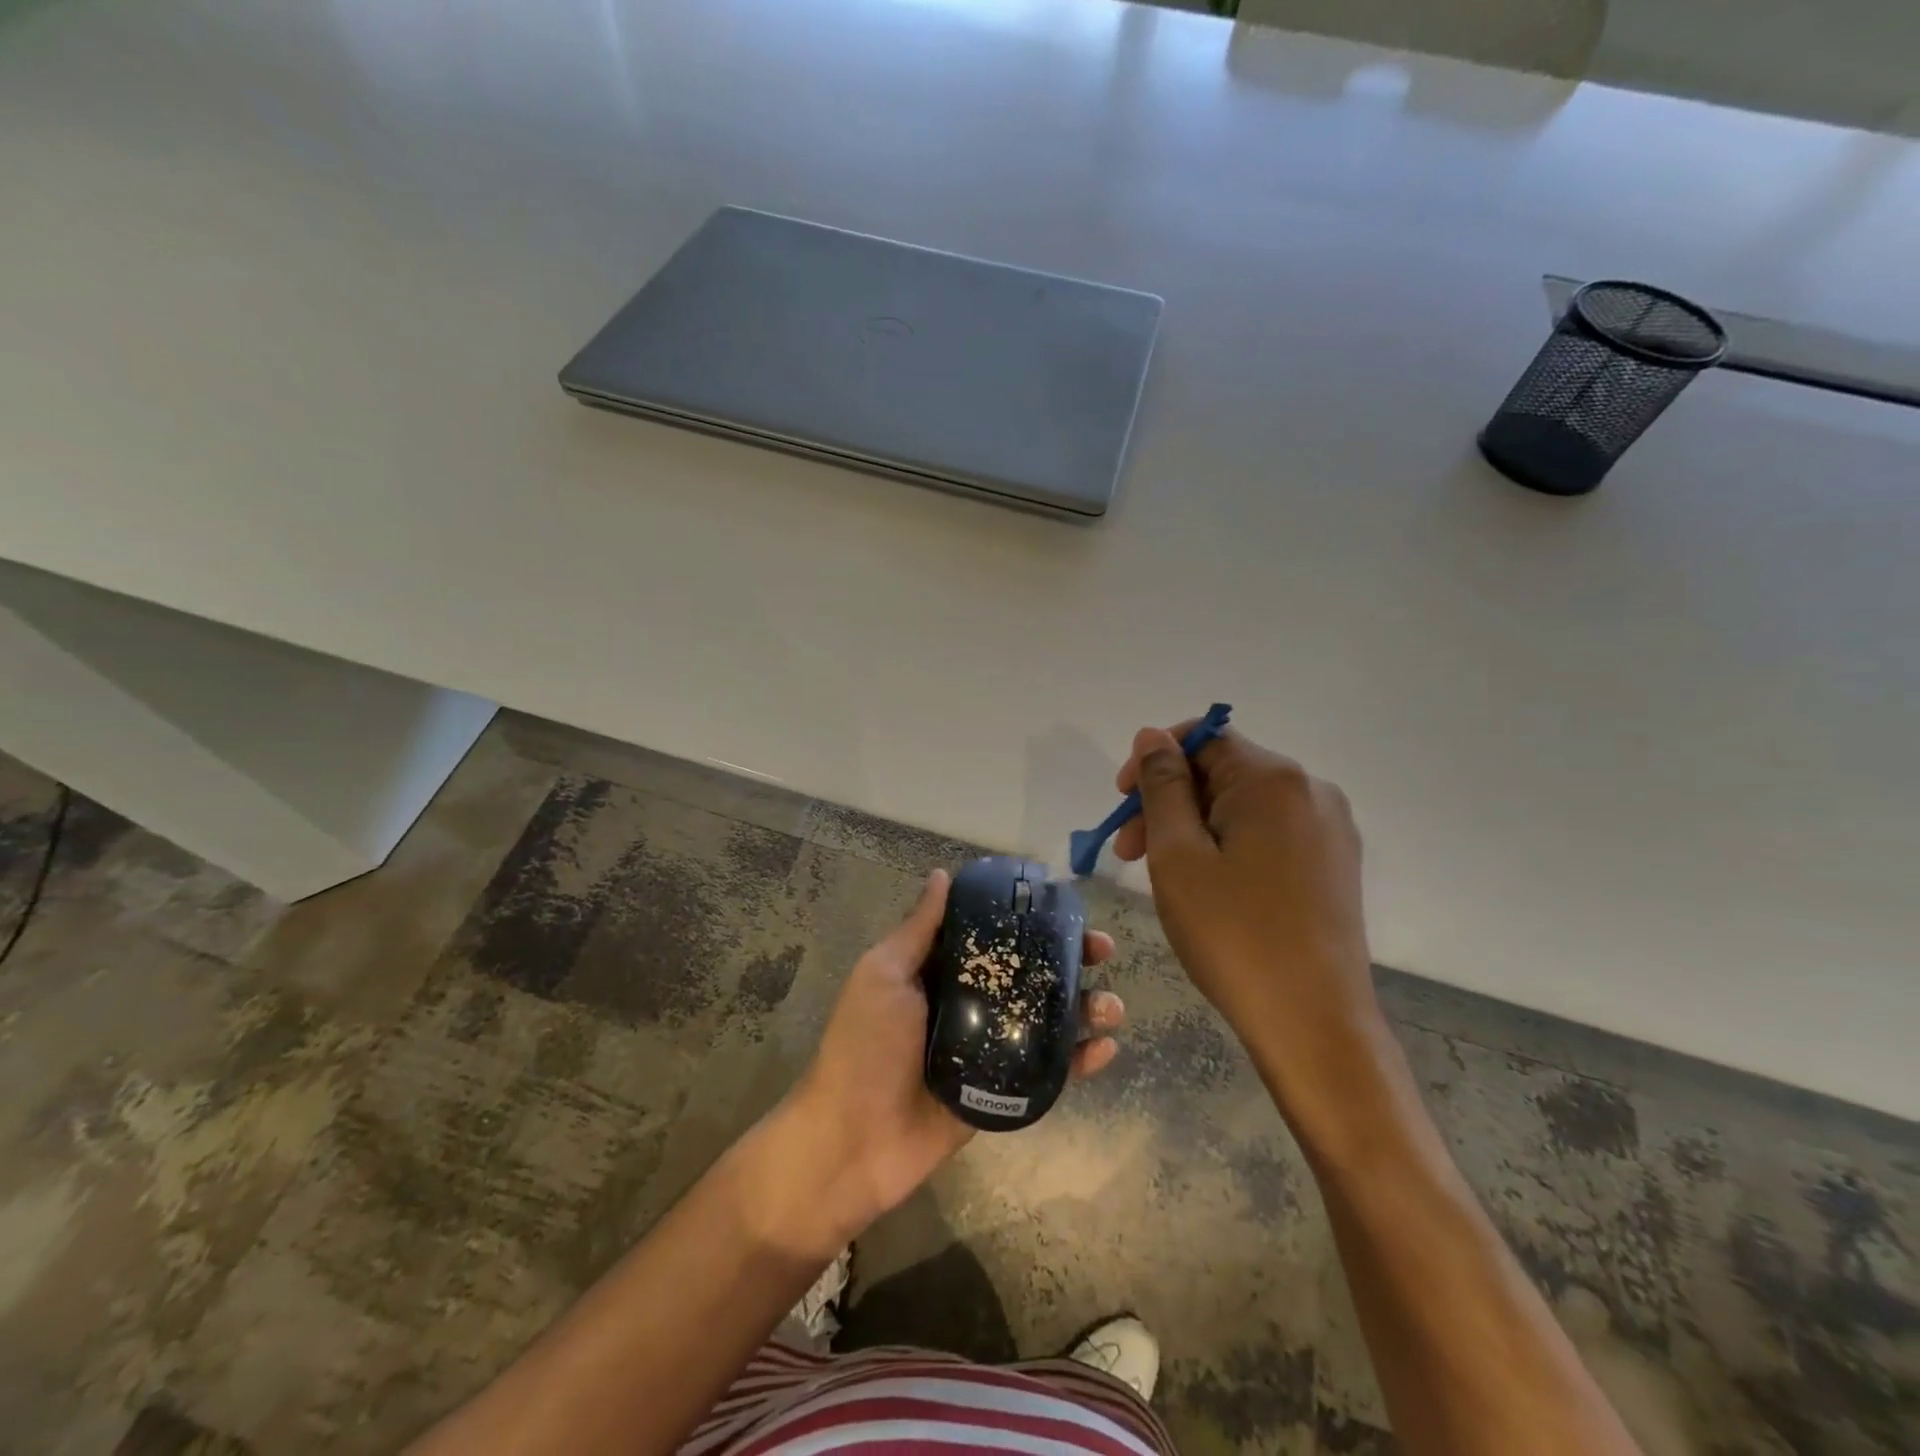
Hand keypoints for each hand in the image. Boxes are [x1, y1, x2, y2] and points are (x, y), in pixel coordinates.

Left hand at [792, 870, 1123, 1240]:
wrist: (853, 1142)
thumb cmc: (864, 1047)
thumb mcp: (884, 976)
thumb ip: (919, 929)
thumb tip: (942, 875)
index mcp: (942, 972)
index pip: (995, 937)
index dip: (1031, 920)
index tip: (1065, 907)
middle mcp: (970, 1004)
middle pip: (1030, 974)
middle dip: (1069, 960)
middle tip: (1101, 951)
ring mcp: (990, 1049)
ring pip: (1047, 1021)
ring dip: (1085, 1009)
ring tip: (1111, 1006)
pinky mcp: (1002, 1092)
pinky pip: (1048, 1071)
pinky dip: (1080, 1061)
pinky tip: (1106, 1049)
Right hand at [1112, 726, 1380, 1109]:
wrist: (1314, 1023)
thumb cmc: (1233, 935)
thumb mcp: (1178, 856)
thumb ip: (1163, 786)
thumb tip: (1152, 735)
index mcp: (1274, 780)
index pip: (1204, 738)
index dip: (1154, 760)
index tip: (1121, 802)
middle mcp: (1311, 790)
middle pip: (1223, 772)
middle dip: (1169, 801)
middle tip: (1128, 852)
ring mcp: (1329, 829)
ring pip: (1243, 805)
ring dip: (1193, 826)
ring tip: (1162, 874)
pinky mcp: (1333, 863)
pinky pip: (1268, 832)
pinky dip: (1227, 844)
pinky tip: (1206, 885)